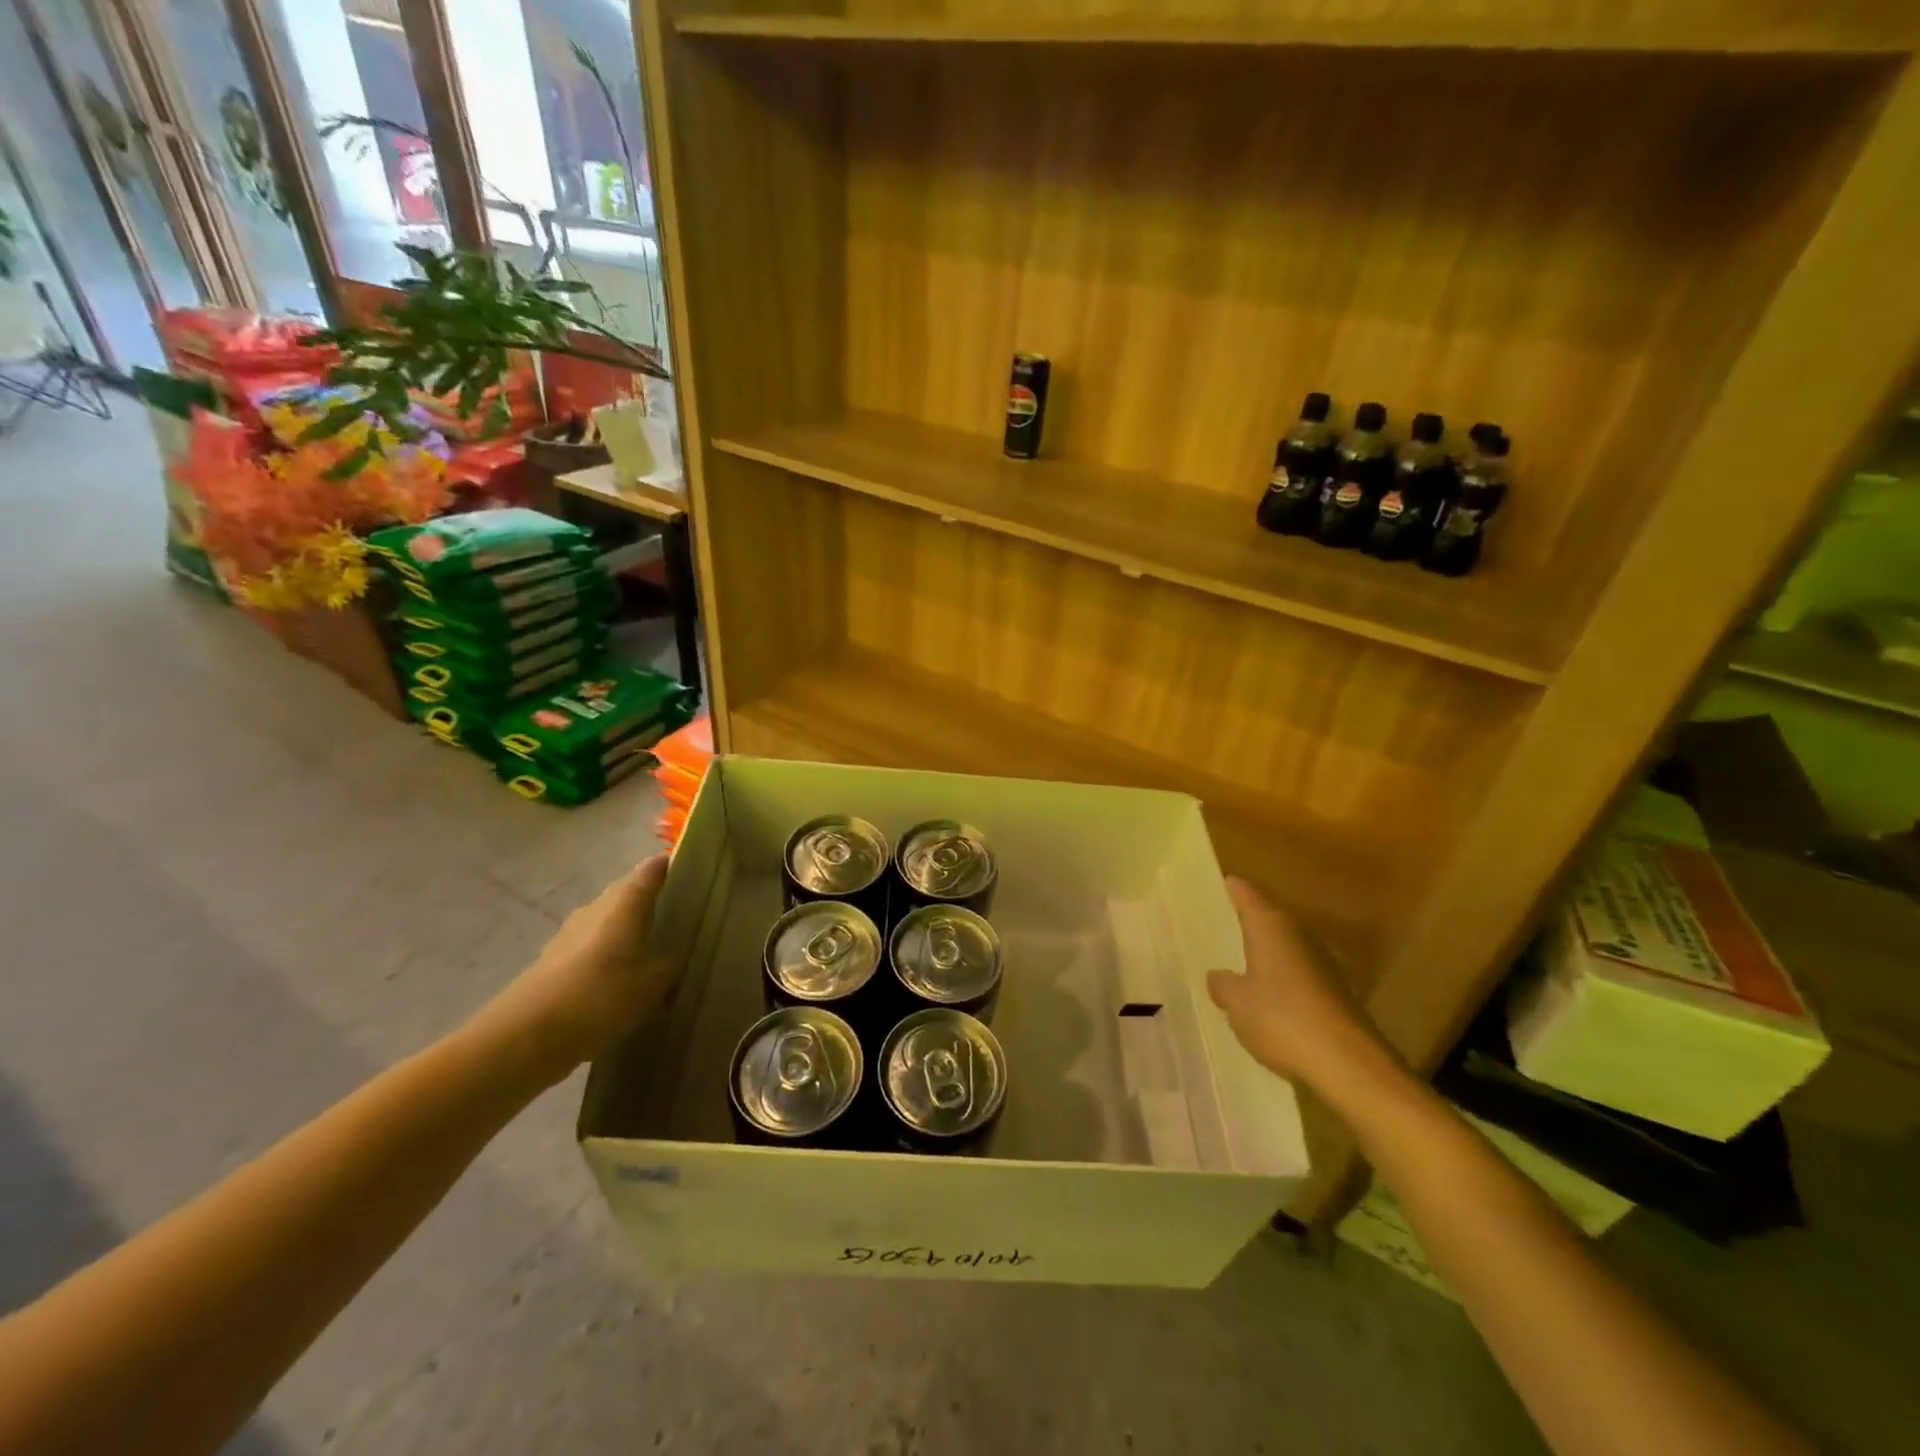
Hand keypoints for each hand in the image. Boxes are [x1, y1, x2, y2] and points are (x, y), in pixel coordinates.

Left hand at [469, 854, 674, 1083]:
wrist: (526, 1036)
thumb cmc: (602, 995)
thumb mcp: (654, 981)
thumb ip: (673, 960)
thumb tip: (680, 948)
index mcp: (626, 900)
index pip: (654, 868)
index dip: (672, 866)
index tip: (693, 874)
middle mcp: (597, 906)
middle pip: (630, 894)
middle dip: (652, 904)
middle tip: (680, 922)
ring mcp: (571, 933)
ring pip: (610, 923)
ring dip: (629, 934)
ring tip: (653, 959)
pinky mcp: (554, 961)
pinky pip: (592, 950)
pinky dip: (609, 959)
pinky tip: (620, 986)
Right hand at [1206, 878, 1404, 1104]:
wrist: (1349, 1065)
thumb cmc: (1283, 1019)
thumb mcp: (1237, 1003)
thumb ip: (1223, 985)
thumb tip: (1218, 975)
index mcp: (1271, 926)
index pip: (1247, 893)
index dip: (1231, 887)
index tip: (1216, 882)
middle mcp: (1297, 935)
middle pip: (1268, 915)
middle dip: (1246, 916)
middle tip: (1217, 919)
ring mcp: (1319, 963)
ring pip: (1283, 944)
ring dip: (1263, 947)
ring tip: (1235, 955)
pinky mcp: (1332, 992)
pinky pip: (1295, 971)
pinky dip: (1278, 975)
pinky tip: (1264, 992)